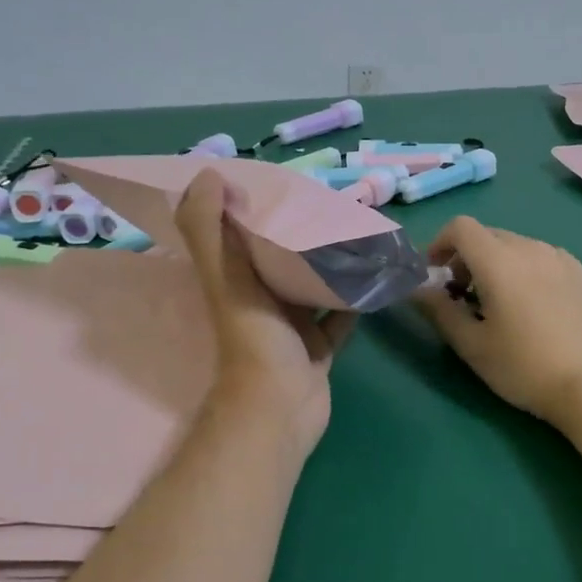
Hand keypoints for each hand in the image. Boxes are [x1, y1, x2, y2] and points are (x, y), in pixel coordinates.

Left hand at [176, 170, 355, 449]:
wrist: (280, 408)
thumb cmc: (254, 339)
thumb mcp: (226, 277)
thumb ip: (209, 229)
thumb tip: (207, 173)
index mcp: (235, 281)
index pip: (240, 236)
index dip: (254, 208)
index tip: (280, 180)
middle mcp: (261, 301)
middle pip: (280, 259)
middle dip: (301, 233)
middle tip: (332, 203)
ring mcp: (292, 327)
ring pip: (312, 286)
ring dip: (330, 265)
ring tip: (357, 234)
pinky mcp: (319, 348)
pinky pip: (339, 317)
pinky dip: (353, 300)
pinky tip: (374, 277)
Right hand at [413, 217, 581, 431]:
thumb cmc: (525, 368)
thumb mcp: (473, 346)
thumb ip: (440, 311)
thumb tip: (417, 289)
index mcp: (500, 261)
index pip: (461, 227)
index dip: (440, 243)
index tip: (435, 275)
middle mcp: (532, 248)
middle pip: (489, 235)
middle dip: (467, 257)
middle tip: (463, 297)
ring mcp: (562, 259)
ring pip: (518, 246)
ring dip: (497, 264)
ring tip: (500, 305)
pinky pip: (544, 259)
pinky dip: (526, 271)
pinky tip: (535, 309)